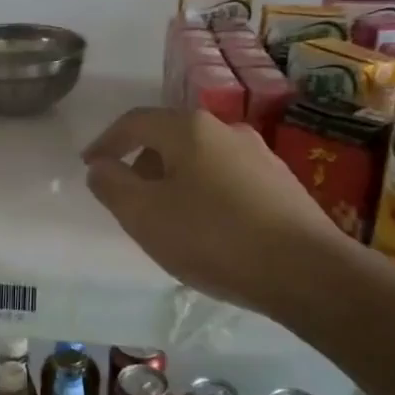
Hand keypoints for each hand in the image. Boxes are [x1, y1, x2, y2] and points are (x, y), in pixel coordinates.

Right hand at [82, 108, 341, 314]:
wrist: (306, 272)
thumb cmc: (212, 237)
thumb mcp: (144, 214)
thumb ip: (112, 185)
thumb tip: (100, 167)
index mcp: (189, 129)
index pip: (135, 123)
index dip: (106, 142)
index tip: (88, 166)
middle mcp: (227, 130)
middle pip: (169, 138)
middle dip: (141, 163)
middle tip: (128, 198)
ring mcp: (260, 155)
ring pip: (200, 160)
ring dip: (174, 180)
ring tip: (167, 218)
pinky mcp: (282, 184)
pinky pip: (227, 179)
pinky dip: (205, 194)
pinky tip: (208, 229)